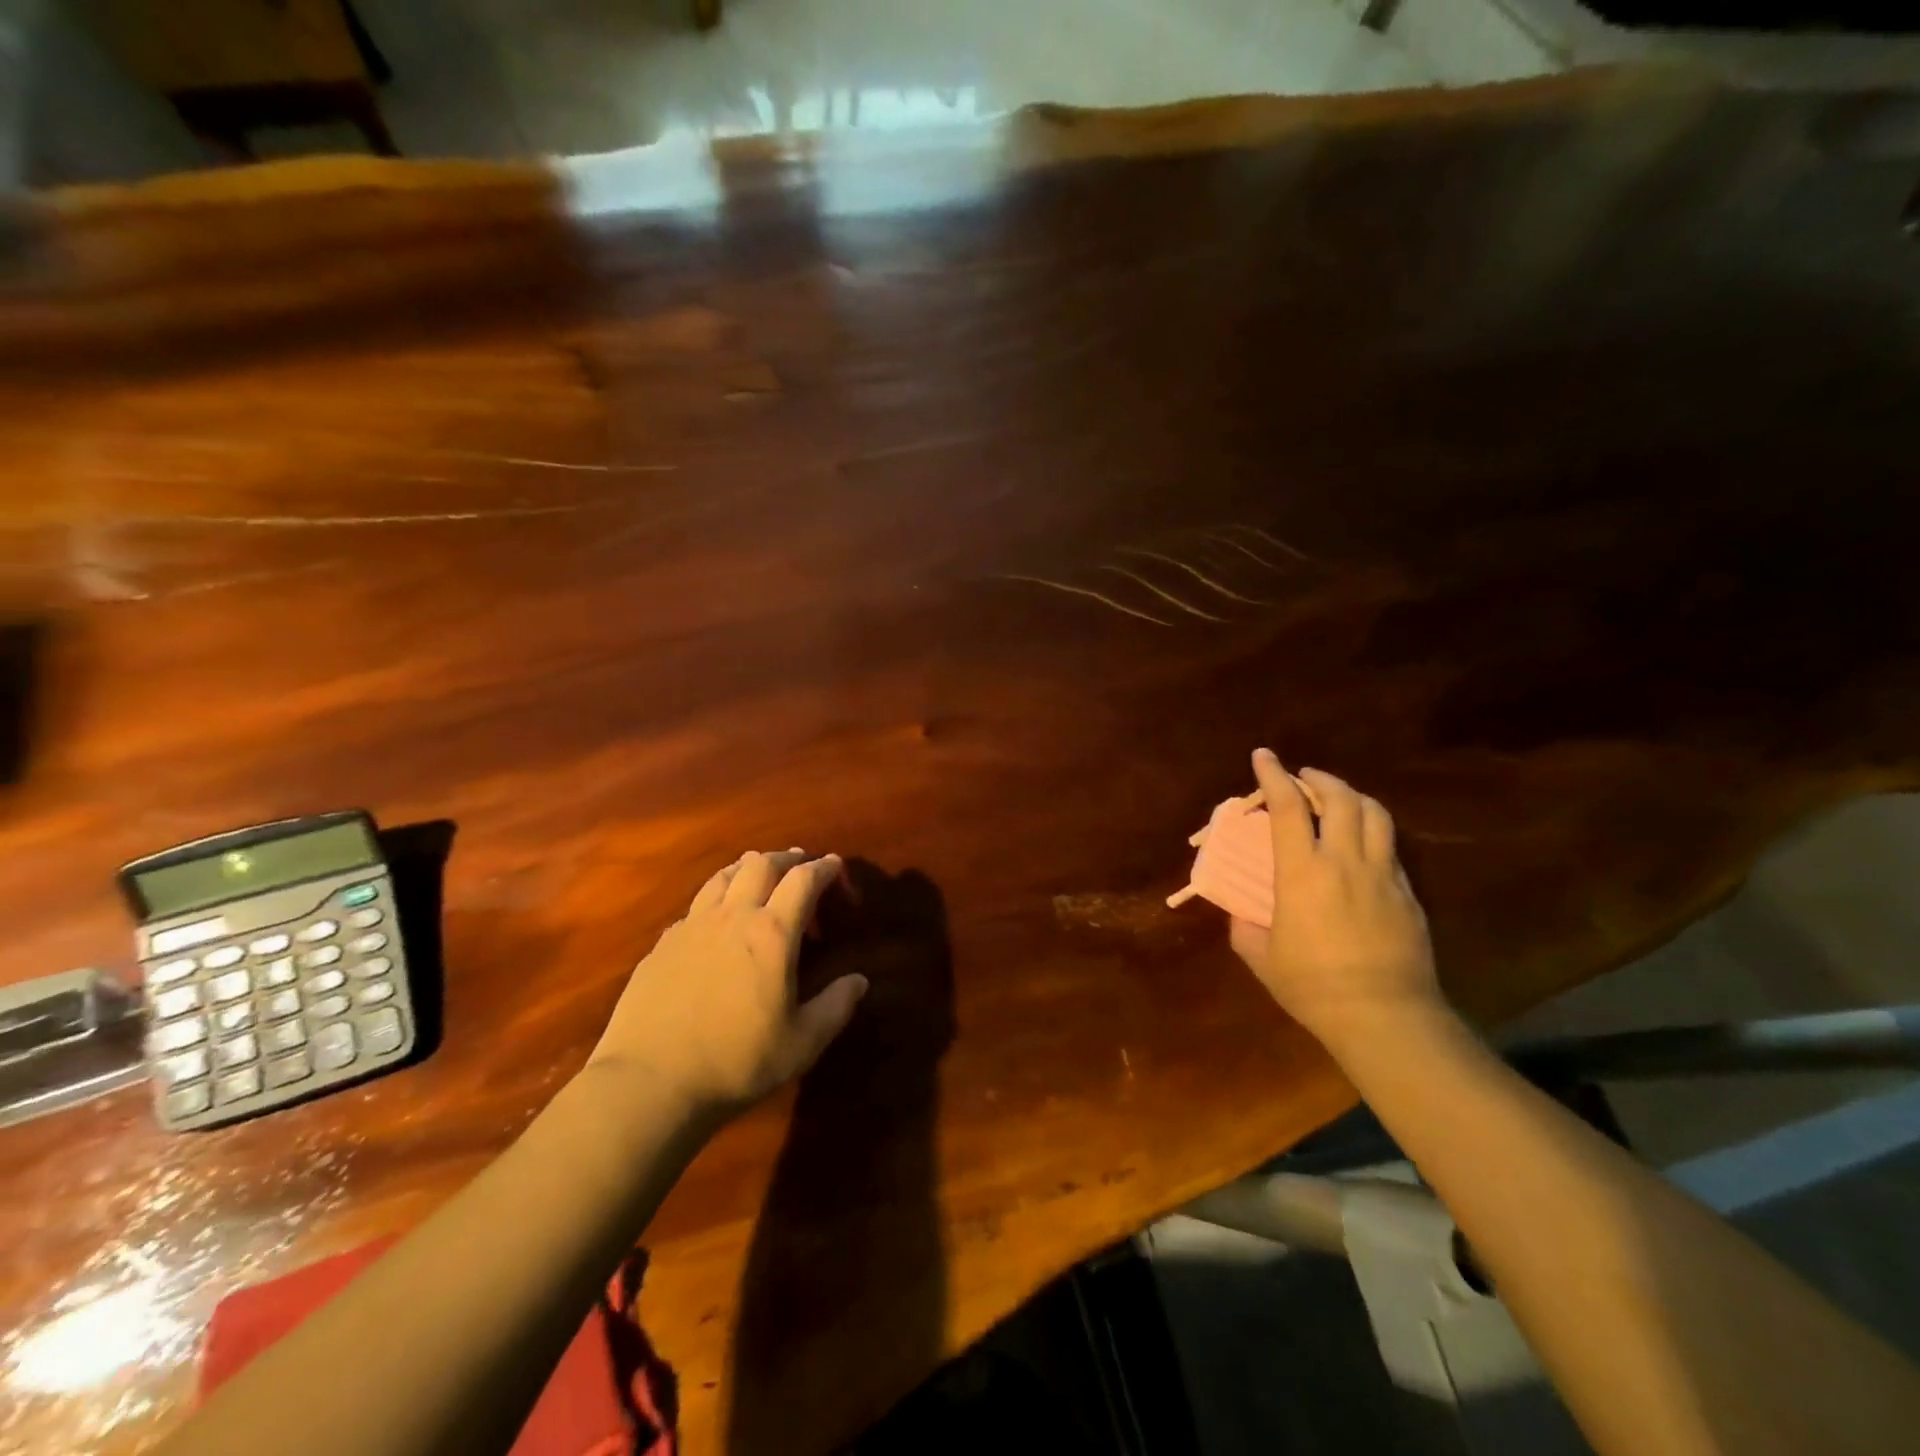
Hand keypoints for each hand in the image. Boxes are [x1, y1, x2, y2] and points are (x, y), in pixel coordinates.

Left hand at [587, 850, 868, 1119]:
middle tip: (801, 863)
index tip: (836, 866)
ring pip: (724, 876)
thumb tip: (860, 980)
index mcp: (773, 933)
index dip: (824, 868)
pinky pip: (696, 905)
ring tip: (759, 874)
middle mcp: (733, 916)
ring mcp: (692, 926)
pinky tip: (716, 920)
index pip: (804, 880)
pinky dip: (717, 898)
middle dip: (787, 858)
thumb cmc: (736, 1062)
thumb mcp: (802, 1043)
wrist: (649, 1082)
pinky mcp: (662, 944)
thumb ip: (836, 1007)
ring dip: (748, 868)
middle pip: (762, 864)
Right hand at [1228, 749, 1442, 1050]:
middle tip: (1303, 778)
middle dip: (1319, 779)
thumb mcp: (1261, 956)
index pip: (1287, 807)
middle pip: (1340, 798)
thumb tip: (1240, 912)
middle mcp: (1344, 861)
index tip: (1264, 755)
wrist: (1384, 1016)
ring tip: (1338, 800)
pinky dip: (1372, 831)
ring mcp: (1382, 875)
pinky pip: (1391, 847)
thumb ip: (1244, 926)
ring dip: (1352, 796)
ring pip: (1375, 814)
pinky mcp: (1407, 894)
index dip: (1273, 775)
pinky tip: (1362, 845)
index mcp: (1302, 871)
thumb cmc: (1312, 985)